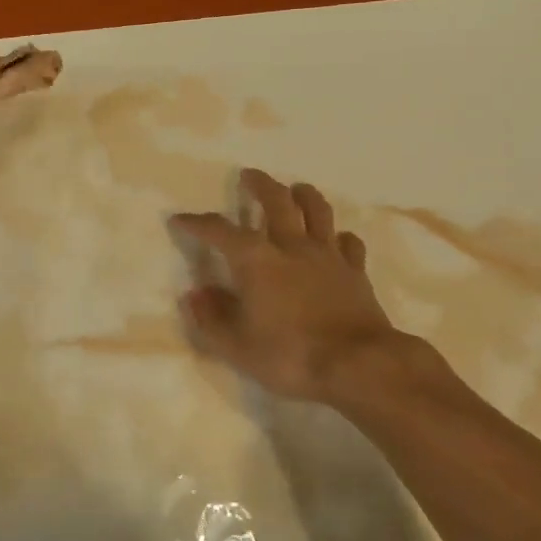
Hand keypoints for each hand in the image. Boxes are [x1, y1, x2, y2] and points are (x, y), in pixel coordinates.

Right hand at [171, 169, 407, 402]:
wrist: (359, 366)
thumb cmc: (291, 356)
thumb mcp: (237, 347)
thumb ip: (212, 319)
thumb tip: (194, 295)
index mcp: (256, 261)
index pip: (220, 231)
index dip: (198, 222)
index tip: (181, 219)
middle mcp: (291, 247)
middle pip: (277, 201)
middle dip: (260, 185)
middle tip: (249, 175)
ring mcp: (327, 256)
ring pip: (317, 211)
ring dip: (304, 195)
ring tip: (296, 189)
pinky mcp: (356, 272)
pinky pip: (349, 243)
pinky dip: (339, 237)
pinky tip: (336, 239)